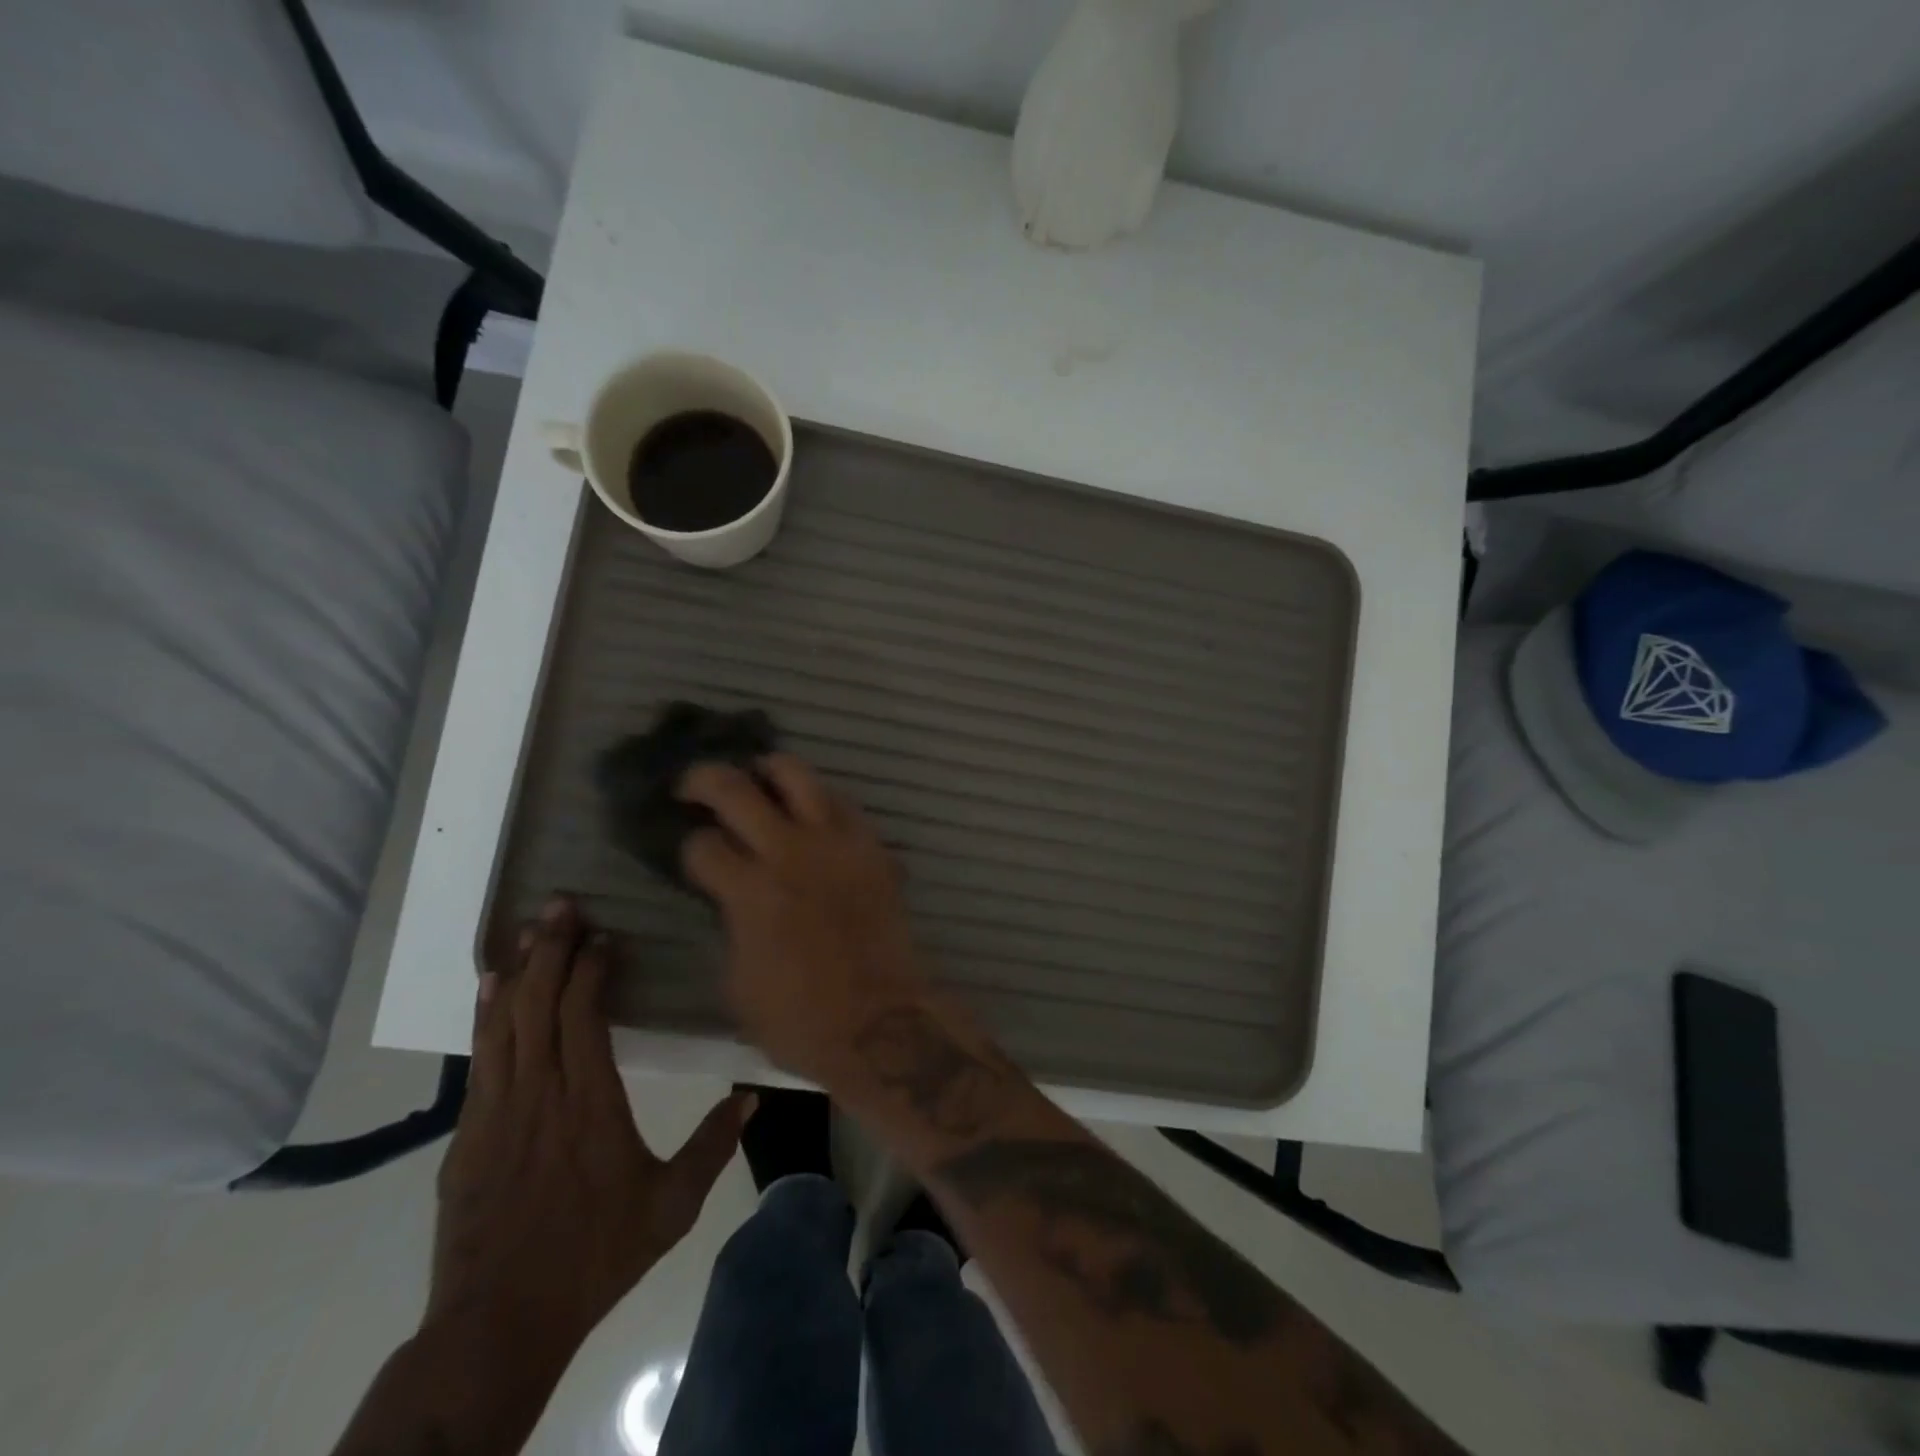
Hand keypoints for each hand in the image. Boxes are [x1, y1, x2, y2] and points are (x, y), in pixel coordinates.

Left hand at [428, 897, 752, 1363]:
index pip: (583, 1015)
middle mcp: (540, 1093)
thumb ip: (712, 1146)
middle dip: (552, 948)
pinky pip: (479, 1056)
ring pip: (504, 1022)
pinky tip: (491, 986)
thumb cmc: (595, 1255)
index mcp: (590, 1102)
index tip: (607, 935)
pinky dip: (485, 1014)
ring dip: (518, 970)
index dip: (591, 968)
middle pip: (540, 1003)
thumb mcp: (670, 1206)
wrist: (498, 1323)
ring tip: (531, 928)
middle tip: (563, 904)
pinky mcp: (468, 1132)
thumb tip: (752, 1096)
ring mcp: (496, 1110)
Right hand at [678, 754, 931, 1085]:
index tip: (690, 851)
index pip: (701, 845)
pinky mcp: (871, 846)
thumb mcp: (737, 981)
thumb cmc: (800, 1019)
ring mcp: (835, 842)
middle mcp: (789, 852)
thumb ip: (730, 924)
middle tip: (692, 784)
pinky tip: (809, 811)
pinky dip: (817, 798)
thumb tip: (730, 897)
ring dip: (768, 769)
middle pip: (735, 789)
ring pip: (796, 774)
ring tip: (757, 777)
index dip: (687, 846)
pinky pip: (841, 802)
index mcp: (749, 890)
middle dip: (703, 779)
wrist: (880, 1021)